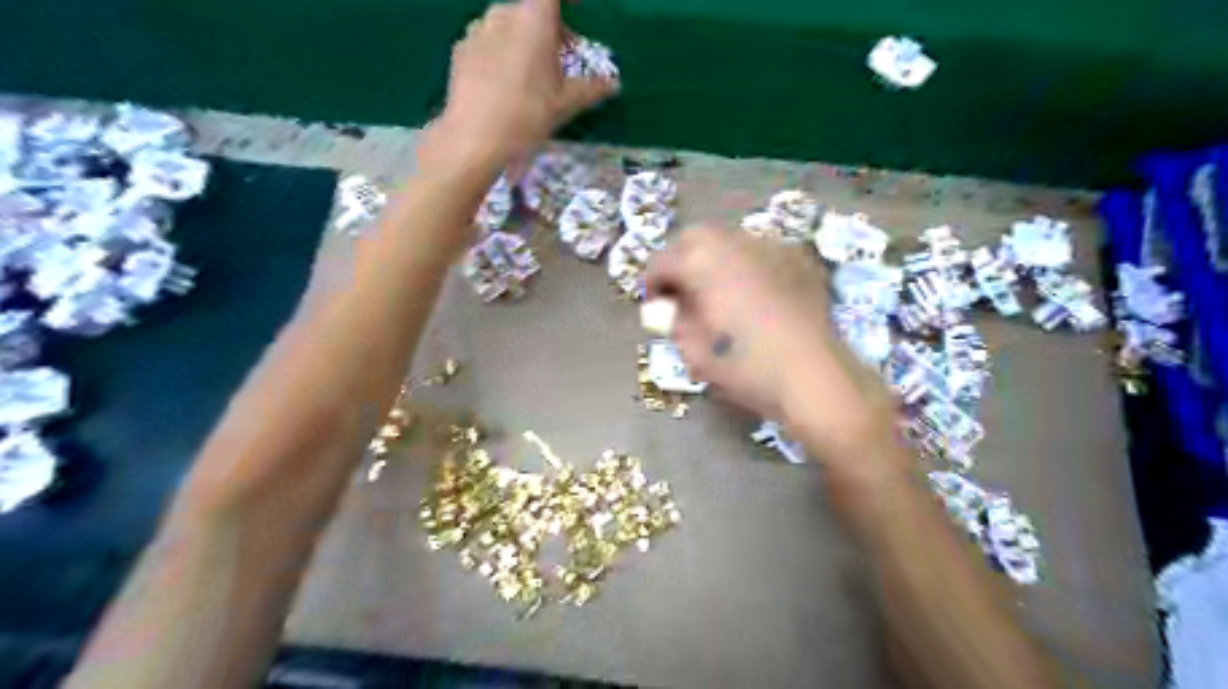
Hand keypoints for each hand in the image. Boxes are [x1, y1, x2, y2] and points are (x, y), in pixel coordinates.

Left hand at [437, 0, 618, 169]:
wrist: (474, 139)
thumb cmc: (527, 116)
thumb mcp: (565, 104)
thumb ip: (591, 89)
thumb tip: (614, 85)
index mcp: (533, 19)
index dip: (568, 0)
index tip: (578, 10)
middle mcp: (503, 14)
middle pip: (531, 8)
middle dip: (548, 27)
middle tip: (560, 56)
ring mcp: (477, 30)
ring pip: (507, 23)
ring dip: (523, 39)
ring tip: (531, 74)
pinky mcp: (460, 49)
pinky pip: (487, 40)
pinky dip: (501, 52)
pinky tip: (505, 84)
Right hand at [647, 229, 898, 470]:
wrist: (814, 376)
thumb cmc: (746, 366)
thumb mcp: (694, 351)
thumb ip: (674, 321)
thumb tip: (667, 307)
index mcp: (701, 262)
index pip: (661, 262)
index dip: (652, 285)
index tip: (656, 309)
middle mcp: (733, 242)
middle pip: (693, 238)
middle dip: (681, 261)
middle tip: (684, 294)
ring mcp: (770, 246)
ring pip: (729, 240)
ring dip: (714, 260)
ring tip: (720, 293)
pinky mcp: (797, 259)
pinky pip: (760, 252)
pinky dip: (747, 266)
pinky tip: (755, 295)